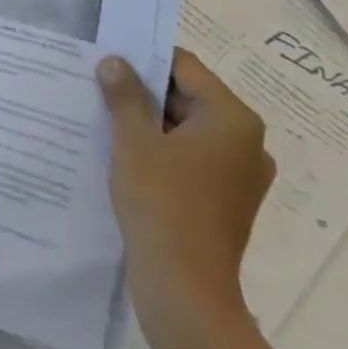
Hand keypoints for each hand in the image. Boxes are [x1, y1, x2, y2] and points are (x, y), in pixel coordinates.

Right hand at [99, 48, 274, 327]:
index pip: (185, 67)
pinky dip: (163, 152)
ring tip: (107, 122)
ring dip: (150, 124)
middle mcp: (247, 141)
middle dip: (144, 94)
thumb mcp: (135, 142)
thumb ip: (126, 96)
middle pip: (189, 97)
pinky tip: (128, 158)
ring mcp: (241, 174)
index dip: (144, 60)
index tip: (107, 61)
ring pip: (188, 130)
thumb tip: (115, 61)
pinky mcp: (228, 200)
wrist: (185, 288)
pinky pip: (192, 159)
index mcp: (233, 118)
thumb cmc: (161, 203)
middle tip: (99, 90)